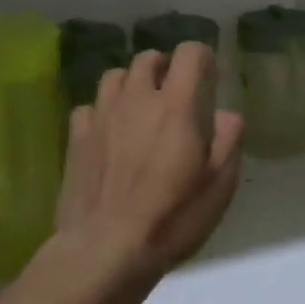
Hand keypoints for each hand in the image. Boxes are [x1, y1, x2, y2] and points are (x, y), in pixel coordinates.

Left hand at [53, 43, 244, 287]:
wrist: (105, 250)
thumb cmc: (172, 217)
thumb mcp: (220, 185)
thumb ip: (229, 140)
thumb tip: (226, 114)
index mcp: (176, 105)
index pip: (189, 53)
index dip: (201, 58)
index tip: (208, 77)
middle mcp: (136, 99)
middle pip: (148, 58)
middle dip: (165, 67)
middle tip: (175, 93)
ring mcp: (101, 116)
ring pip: (114, 75)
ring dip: (131, 83)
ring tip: (140, 106)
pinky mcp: (76, 138)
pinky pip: (89, 107)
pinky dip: (102, 111)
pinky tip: (108, 132)